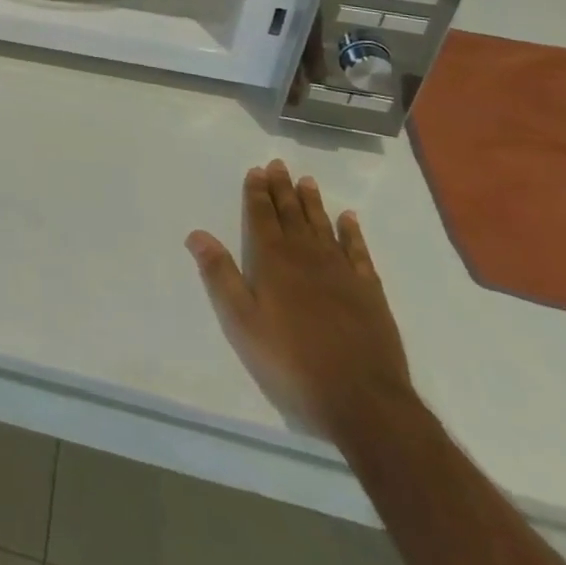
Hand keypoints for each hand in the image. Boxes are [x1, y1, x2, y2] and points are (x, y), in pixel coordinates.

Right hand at [187, 160, 412, 441]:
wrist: (363, 399)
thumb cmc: (292, 361)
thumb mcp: (242, 322)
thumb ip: (220, 276)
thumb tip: (196, 234)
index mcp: (273, 261)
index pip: (262, 217)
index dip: (257, 193)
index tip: (256, 170)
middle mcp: (306, 257)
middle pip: (291, 215)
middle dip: (282, 189)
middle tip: (278, 165)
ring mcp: (341, 272)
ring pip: (323, 226)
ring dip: (313, 203)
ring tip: (306, 181)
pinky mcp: (369, 292)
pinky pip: (358, 252)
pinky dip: (352, 232)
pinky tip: (348, 219)